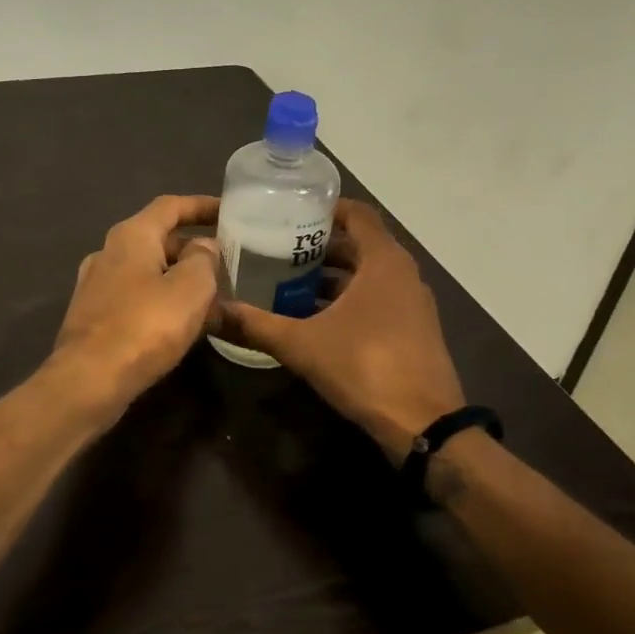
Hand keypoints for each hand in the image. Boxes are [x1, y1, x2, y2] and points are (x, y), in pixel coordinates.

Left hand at [52, 195, 221, 410]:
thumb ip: (203, 260)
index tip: (228, 211)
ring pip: (147, 271)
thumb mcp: (190, 288)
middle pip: (158, 239)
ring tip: (211, 298)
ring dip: (179, 279)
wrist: (88, 380)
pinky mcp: (93, 316)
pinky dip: (161, 301)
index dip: (201, 206)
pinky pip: (135, 297)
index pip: (170, 206)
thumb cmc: (145, 326)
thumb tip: (203, 247)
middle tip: (226, 266)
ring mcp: (95, 285)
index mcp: (131, 235)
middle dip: (193, 250)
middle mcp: (108, 252)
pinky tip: (180, 325)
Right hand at [219, 200, 464, 461]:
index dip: (325, 208)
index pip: (357, 214)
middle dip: (320, 245)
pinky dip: (348, 299)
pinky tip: (314, 318)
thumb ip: (254, 324)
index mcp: (384, 261)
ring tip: (288, 281)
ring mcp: (412, 304)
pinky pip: (377, 299)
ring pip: (368, 275)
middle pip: (359, 244)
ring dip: (333, 276)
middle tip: (277, 248)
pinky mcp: (413, 330)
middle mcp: (403, 274)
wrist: (424, 425)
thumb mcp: (301, 344)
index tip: (290, 212)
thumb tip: (210, 311)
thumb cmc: (365, 367)